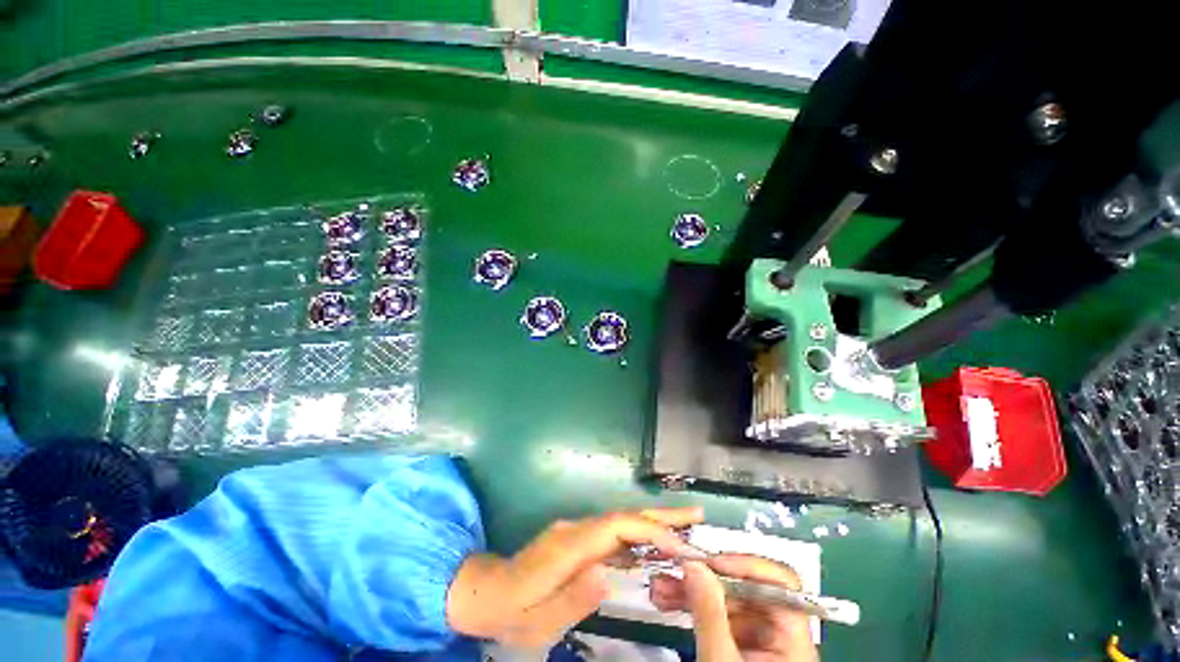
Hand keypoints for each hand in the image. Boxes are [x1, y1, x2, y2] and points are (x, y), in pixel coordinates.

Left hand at [446, 507, 703, 647]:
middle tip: (696, 515)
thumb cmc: (510, 610)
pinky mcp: (578, 539)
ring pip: (621, 522)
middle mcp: (576, 529)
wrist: (484, 591)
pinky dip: (638, 537)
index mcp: (569, 545)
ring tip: (686, 530)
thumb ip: (573, 597)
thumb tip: (611, 573)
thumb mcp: (537, 619)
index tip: (680, 546)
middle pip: (624, 516)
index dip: (650, 530)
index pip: (617, 527)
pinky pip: (614, 535)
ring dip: (654, 524)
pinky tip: (653, 548)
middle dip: (660, 515)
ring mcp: (577, 531)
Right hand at [650, 555, 818, 661]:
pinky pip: (714, 615)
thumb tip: (694, 563)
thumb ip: (710, 614)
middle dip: (704, 577)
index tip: (710, 563)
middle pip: (745, 588)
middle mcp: (778, 634)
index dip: (747, 566)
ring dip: (690, 589)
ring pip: (724, 599)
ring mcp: (756, 639)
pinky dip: (691, 606)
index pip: (781, 585)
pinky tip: (666, 600)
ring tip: (660, 585)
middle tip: (673, 568)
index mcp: (792, 640)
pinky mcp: (737, 645)